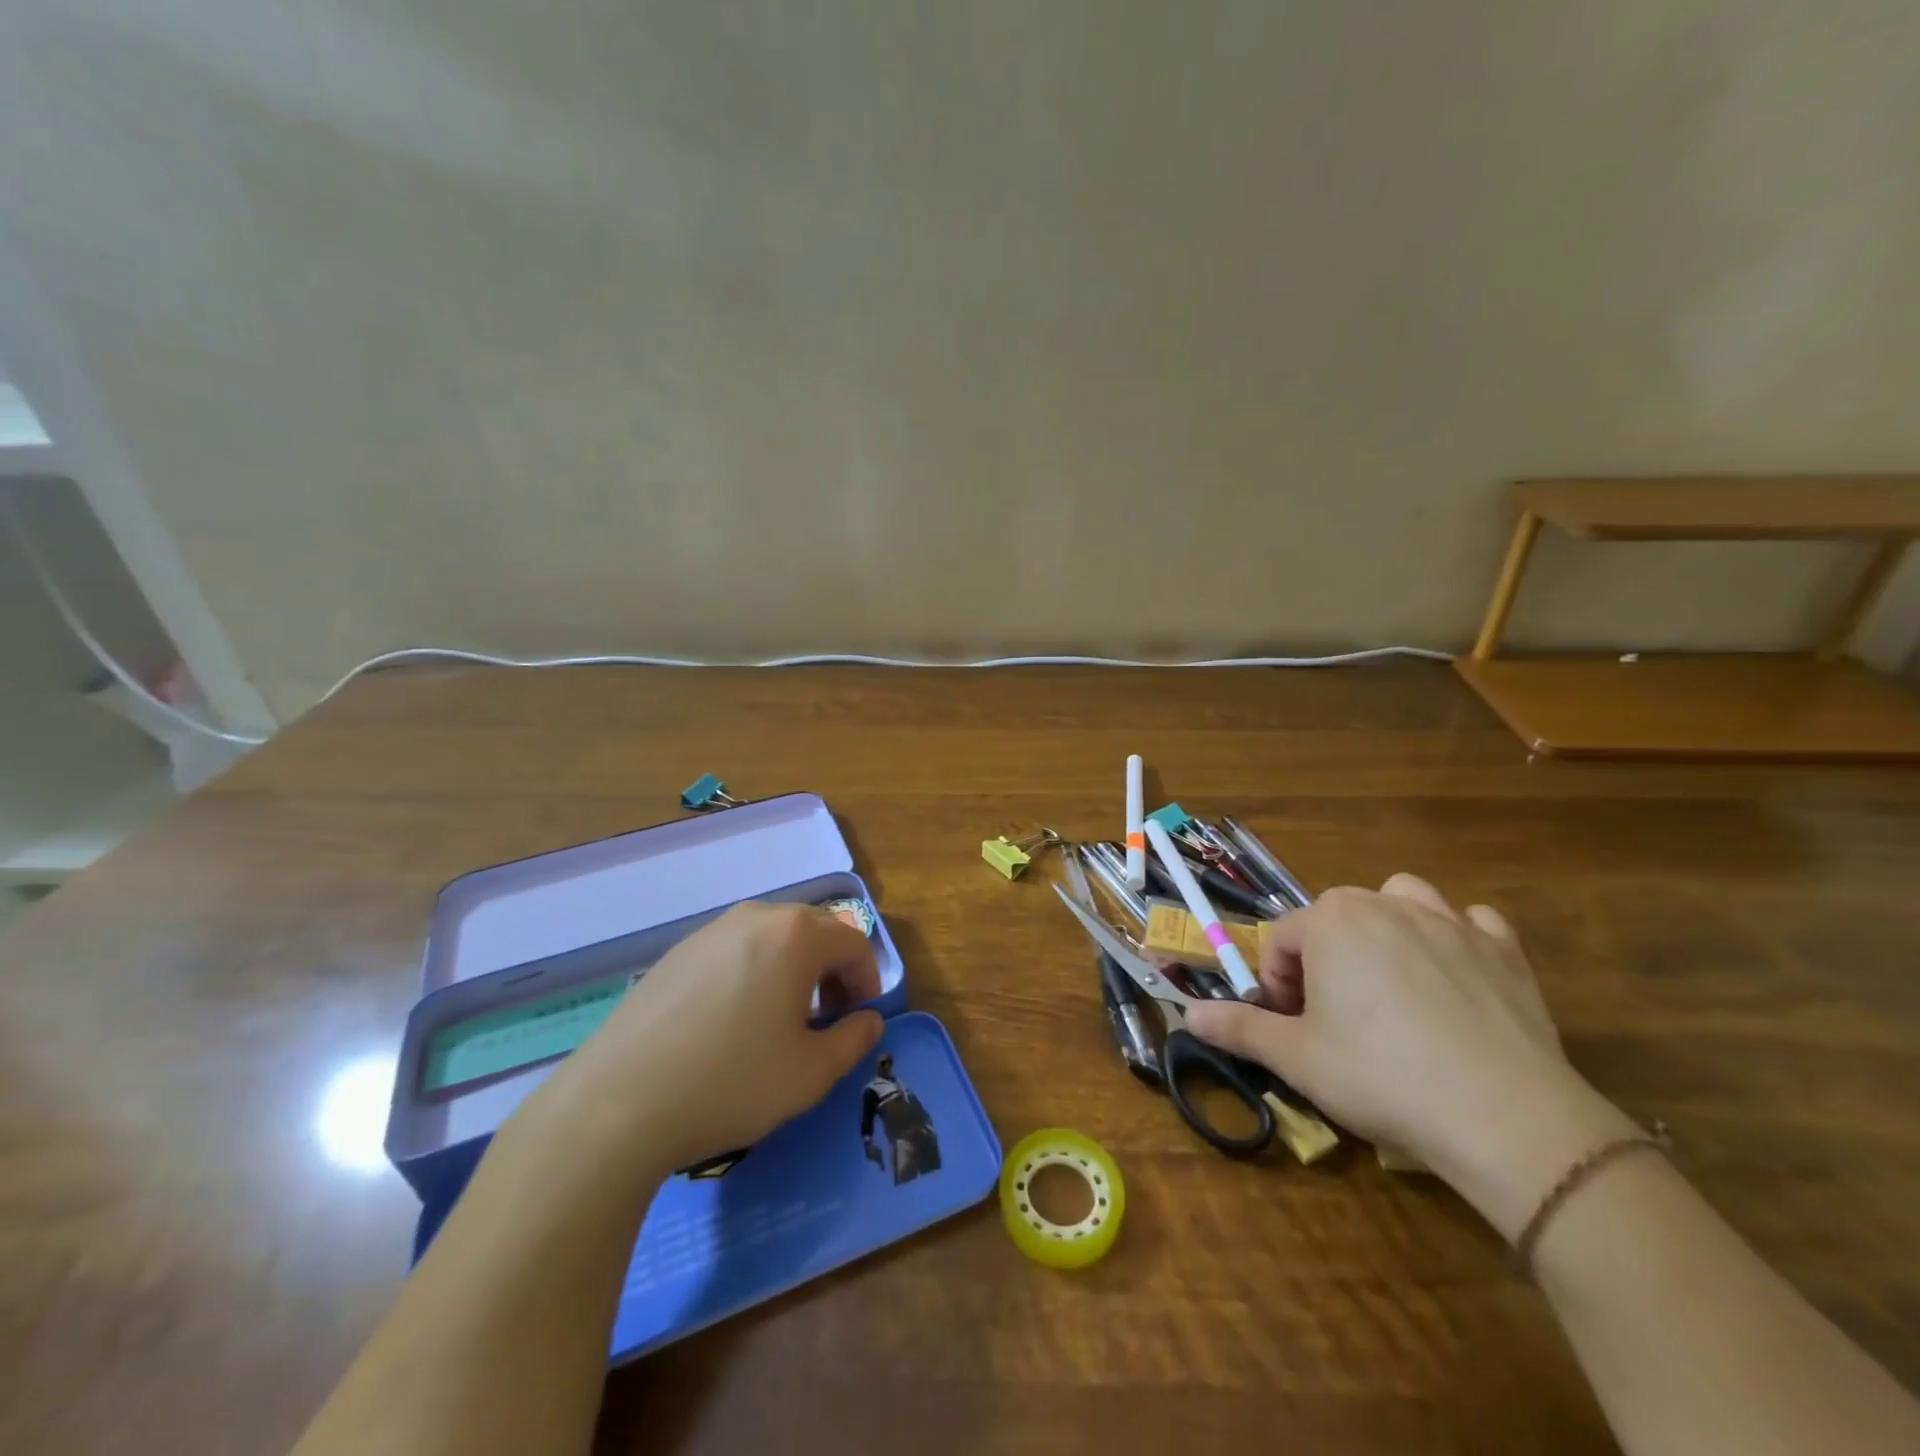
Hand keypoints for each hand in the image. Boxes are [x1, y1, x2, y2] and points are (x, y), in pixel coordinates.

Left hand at [522, 902, 884, 1175]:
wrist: (617, 1103)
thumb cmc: (731, 1082)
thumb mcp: (810, 1073)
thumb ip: (854, 1040)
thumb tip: (870, 1021)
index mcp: (795, 935)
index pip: (853, 942)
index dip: (867, 980)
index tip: (860, 1020)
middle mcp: (755, 917)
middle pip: (815, 929)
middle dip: (832, 969)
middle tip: (827, 1019)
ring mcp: (710, 931)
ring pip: (773, 937)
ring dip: (794, 968)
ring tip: (781, 1020)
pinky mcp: (677, 952)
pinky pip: (735, 949)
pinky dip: (754, 972)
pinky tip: (733, 1021)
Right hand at [1184, 874, 1633, 1235]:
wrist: (1504, 1118)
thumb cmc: (1381, 1077)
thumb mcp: (1296, 1058)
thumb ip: (1239, 1027)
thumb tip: (1188, 1014)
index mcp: (1331, 920)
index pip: (1283, 940)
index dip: (1278, 985)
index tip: (1292, 1028)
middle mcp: (1386, 904)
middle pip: (1336, 918)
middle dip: (1326, 958)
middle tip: (1335, 1017)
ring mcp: (1451, 922)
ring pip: (1403, 900)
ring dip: (1389, 927)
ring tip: (1390, 982)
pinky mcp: (1505, 951)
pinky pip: (1472, 924)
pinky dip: (1458, 940)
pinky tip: (1456, 981)